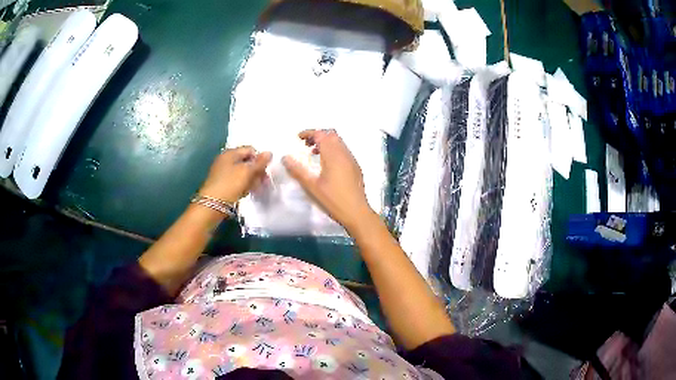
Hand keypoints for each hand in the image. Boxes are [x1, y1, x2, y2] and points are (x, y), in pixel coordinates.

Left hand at [199, 146, 271, 203]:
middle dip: (256, 171)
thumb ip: (259, 162)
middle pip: (247, 161)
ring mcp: (223, 171)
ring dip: (251, 179)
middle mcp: (226, 159)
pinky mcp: (222, 183)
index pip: (250, 150)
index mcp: (230, 153)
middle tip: (263, 182)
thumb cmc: (230, 184)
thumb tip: (269, 152)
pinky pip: (237, 180)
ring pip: (242, 172)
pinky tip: (246, 192)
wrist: (212, 205)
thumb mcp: (247, 172)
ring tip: (255, 189)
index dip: (260, 159)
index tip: (265, 171)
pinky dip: (243, 185)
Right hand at [282, 130, 373, 230]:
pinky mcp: (355, 167)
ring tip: (313, 153)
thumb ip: (297, 170)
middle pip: (331, 135)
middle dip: (318, 135)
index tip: (298, 138)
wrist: (357, 212)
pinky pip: (343, 151)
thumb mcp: (311, 186)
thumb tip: (285, 157)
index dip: (309, 133)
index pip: (321, 134)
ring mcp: (352, 160)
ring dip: (326, 142)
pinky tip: (326, 164)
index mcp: (333, 155)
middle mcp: (344, 153)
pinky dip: (333, 150)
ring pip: (339, 142)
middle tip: (305, 145)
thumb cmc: (333, 199)